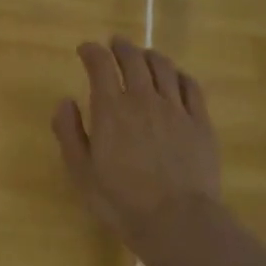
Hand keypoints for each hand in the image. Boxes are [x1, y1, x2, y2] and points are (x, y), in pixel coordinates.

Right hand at [52, 37, 222, 261]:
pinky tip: (176, 77)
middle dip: (121, 48)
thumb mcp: (81, 172)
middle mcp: (144, 99)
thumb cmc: (121, 201)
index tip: (85, 49)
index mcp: (111, 109)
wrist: (177, 220)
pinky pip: (191, 87)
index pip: (100, 66)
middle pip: (134, 60)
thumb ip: (69, 133)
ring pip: (164, 68)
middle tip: (115, 44)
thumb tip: (65, 101)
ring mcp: (176, 109)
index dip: (92, 52)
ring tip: (144, 55)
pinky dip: (179, 75)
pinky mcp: (200, 122)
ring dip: (150, 56)